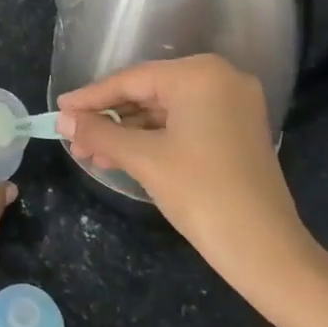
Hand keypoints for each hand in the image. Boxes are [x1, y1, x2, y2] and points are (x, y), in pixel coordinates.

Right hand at [58, 55, 320, 288]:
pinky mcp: (237, 130)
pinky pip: (184, 125)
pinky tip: (121, 157)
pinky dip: (153, 140)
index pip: (132, 80)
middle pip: (148, 93)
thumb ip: (99, 133)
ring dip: (128, 133)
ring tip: (90, 154)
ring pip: (165, 111)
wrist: (268, 252)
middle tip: (72, 138)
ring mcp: (233, 105)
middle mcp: (220, 78)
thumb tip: (62, 119)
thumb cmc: (202, 194)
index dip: (92, 97)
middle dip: (109, 119)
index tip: (59, 109)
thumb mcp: (144, 160)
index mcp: (200, 74)